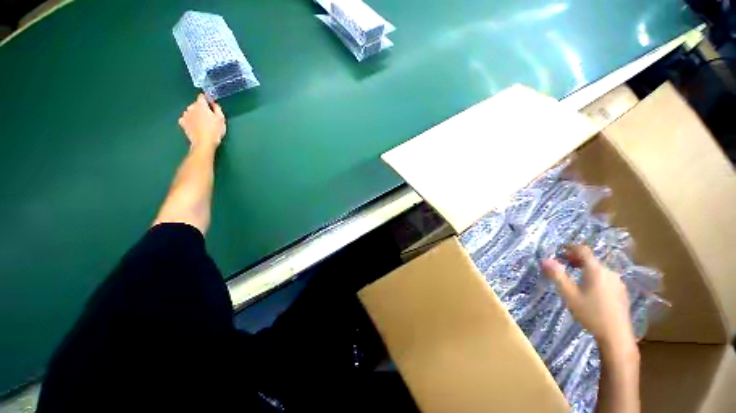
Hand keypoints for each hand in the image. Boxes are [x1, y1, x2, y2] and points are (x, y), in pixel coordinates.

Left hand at [178, 94, 225, 149]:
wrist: (204, 142)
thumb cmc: (215, 130)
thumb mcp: (221, 119)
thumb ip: (217, 108)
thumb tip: (213, 103)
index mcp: (201, 105)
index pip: (202, 96)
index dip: (207, 100)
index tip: (211, 105)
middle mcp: (191, 108)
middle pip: (196, 105)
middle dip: (201, 109)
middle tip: (209, 118)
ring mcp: (185, 115)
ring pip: (190, 111)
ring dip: (195, 115)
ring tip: (202, 123)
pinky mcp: (182, 123)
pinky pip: (186, 119)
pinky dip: (190, 121)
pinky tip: (195, 126)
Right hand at [541, 245, 636, 355]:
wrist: (616, 336)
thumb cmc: (590, 313)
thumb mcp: (569, 295)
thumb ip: (557, 275)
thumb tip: (544, 259)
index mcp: (596, 270)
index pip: (583, 250)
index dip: (570, 247)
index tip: (559, 249)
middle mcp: (609, 272)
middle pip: (591, 260)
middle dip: (576, 259)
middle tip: (564, 264)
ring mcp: (618, 282)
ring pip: (599, 269)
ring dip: (586, 269)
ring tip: (575, 277)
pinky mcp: (621, 292)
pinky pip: (606, 278)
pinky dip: (595, 277)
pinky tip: (590, 290)